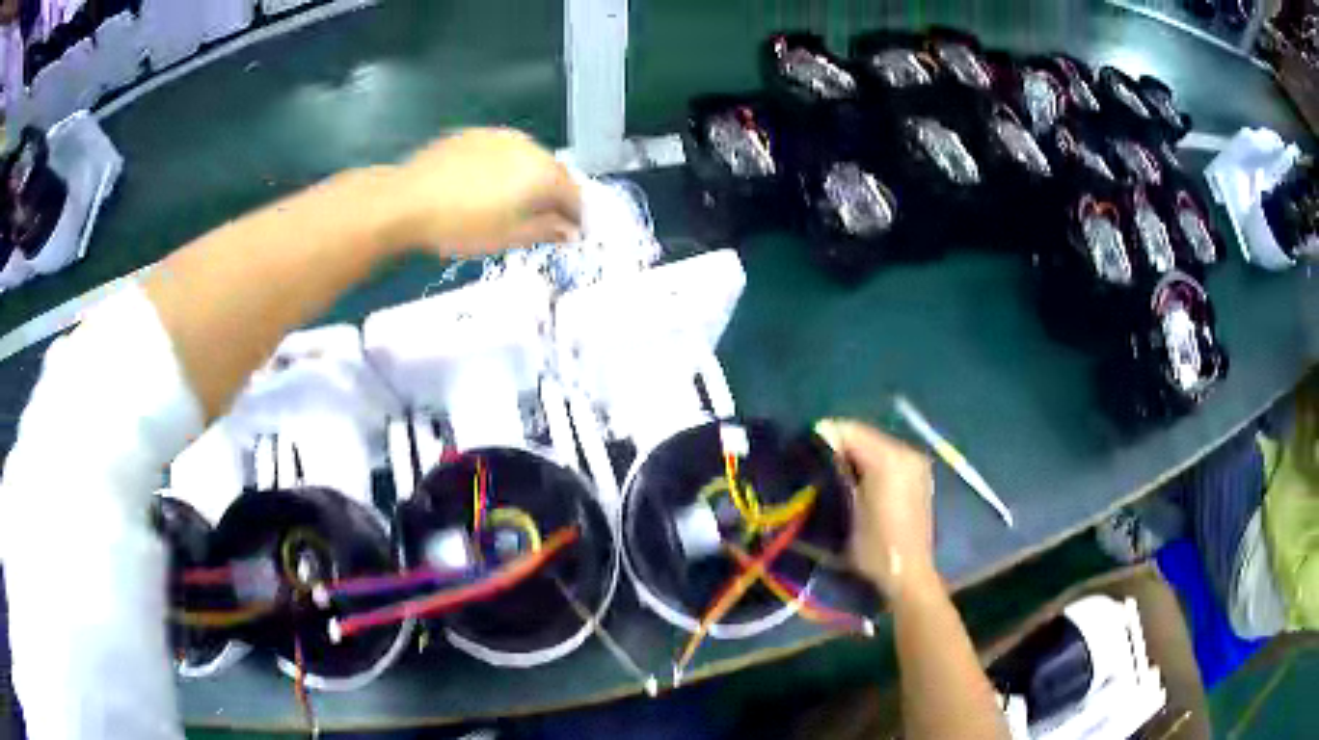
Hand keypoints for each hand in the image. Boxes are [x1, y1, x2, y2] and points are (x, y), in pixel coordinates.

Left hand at [392, 128, 581, 255]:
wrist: (405, 201)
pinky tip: (485, 186)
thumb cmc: (460, 225)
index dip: (577, 216)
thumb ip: (546, 231)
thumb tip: (569, 230)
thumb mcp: (508, 237)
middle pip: (553, 172)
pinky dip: (504, 168)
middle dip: (554, 196)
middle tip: (544, 220)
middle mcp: (527, 147)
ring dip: (529, 179)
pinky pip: (501, 151)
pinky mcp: (474, 134)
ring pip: (527, 159)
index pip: (574, 194)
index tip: (572, 232)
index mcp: (542, 173)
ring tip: (512, 204)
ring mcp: (499, 136)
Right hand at [819, 419, 940, 600]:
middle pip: (862, 435)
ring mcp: (915, 463)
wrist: (909, 574)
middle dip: (837, 446)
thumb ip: (833, 474)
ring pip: (875, 445)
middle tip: (813, 466)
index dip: (821, 438)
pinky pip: (887, 457)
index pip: (848, 430)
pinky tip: (857, 484)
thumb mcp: (845, 511)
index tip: (800, 454)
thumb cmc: (874, 548)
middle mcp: (906, 452)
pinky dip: (869, 463)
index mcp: (888, 458)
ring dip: (853, 455)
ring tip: (832, 476)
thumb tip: (814, 455)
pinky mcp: (918, 475)